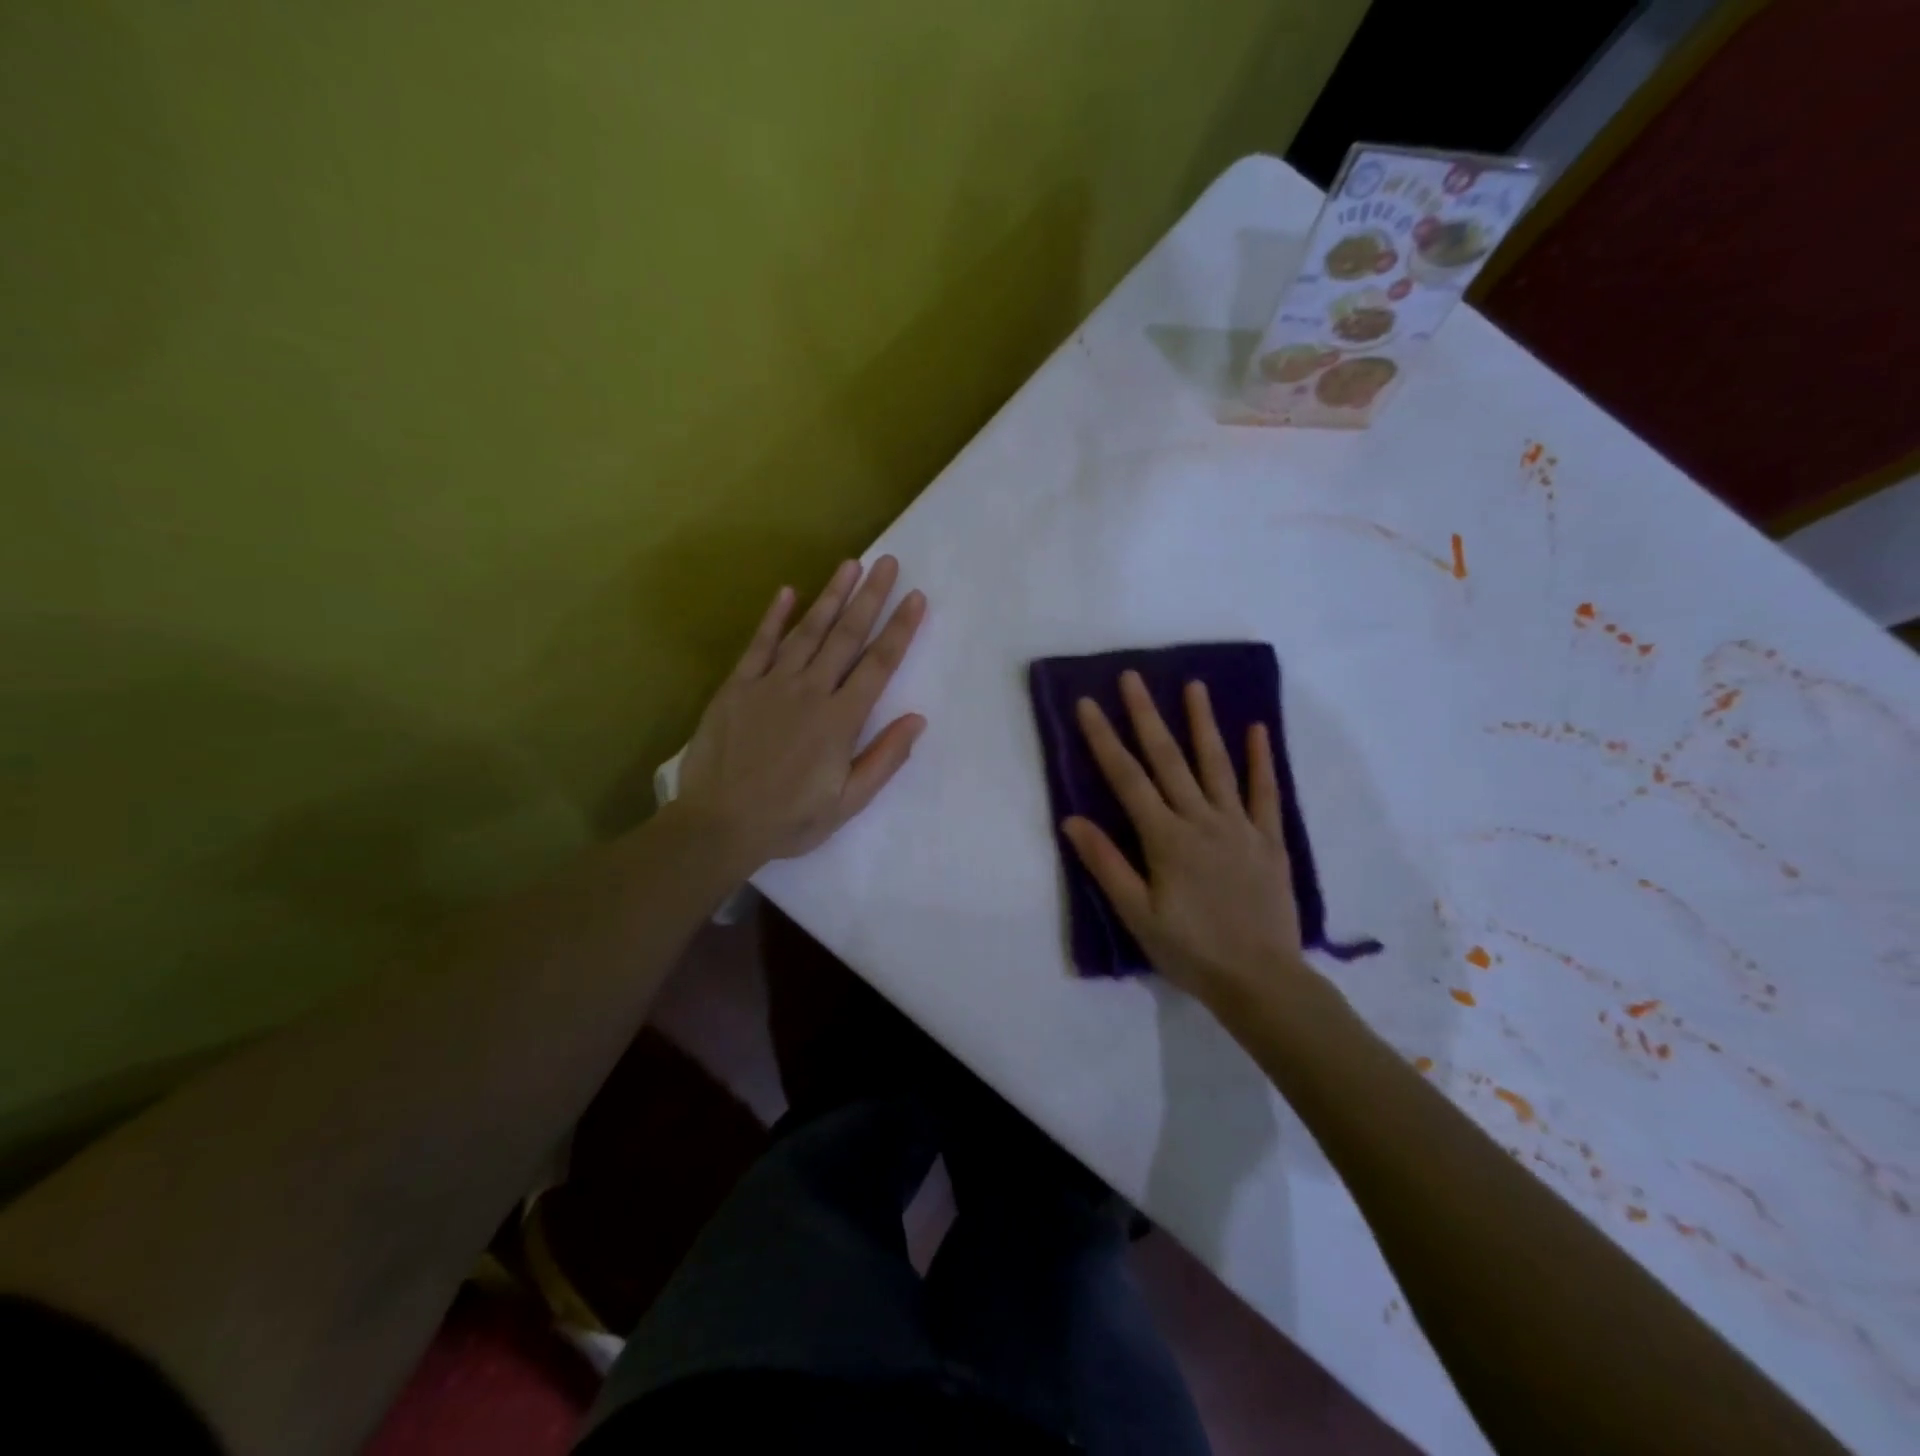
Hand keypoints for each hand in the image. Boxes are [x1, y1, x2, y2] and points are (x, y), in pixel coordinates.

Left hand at [677, 556, 925, 873]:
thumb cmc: (789, 819)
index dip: (900, 629)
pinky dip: (773, 618)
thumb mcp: (848, 802)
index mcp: (840, 719)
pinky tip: (787, 592)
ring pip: (807, 631)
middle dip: (870, 597)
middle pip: (846, 636)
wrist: (719, 824)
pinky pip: (759, 645)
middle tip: (887, 562)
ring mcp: (770, 684)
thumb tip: (917, 719)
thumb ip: (884, 758)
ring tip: (849, 565)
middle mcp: (810, 691)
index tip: (916, 597)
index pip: (878, 664)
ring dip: (831, 596)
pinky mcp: (737, 687)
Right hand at [1062, 672, 1310, 1005]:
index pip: (1127, 778)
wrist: (1260, 980)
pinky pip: (1265, 793)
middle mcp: (1201, 820)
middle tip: (1133, 677)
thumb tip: (1072, 819)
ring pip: (1217, 765)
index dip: (1104, 739)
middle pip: (1169, 760)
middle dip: (1147, 716)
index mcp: (1165, 838)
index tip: (1089, 704)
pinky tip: (1258, 730)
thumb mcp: (1137, 914)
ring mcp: (1239, 826)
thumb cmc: (1190, 950)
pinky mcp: (1269, 840)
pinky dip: (1261, 760)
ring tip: (1194, 686)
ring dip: (1203, 723)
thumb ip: (1106, 864)